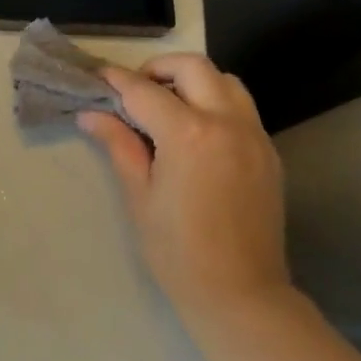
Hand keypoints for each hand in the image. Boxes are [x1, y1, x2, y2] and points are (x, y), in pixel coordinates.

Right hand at [79, 55, 295, 333]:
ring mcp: (254, 136)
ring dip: (194, 81)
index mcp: (188, 134)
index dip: (117, 81)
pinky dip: (216, 104)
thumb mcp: (139, 195)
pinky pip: (242, 109)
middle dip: (159, 69)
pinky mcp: (269, 153)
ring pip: (226, 81)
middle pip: (193, 67)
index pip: (145, 91)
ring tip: (169, 107)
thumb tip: (91, 114)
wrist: (240, 293)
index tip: (98, 77)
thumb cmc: (176, 250)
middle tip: (135, 90)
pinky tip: (196, 134)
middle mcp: (227, 122)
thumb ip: (119, 145)